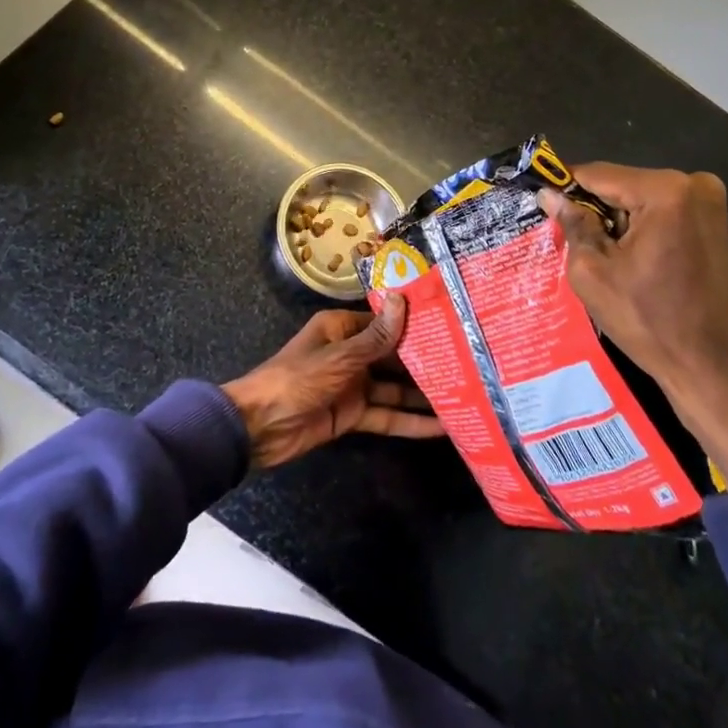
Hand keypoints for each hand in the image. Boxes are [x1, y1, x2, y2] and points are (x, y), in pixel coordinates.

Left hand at [220, 293, 445, 470]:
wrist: (259, 428)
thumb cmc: (297, 380)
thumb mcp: (340, 357)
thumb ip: (377, 337)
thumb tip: (403, 299)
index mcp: (341, 328)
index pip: (384, 321)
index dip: (414, 323)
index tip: (449, 324)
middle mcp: (350, 352)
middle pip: (393, 355)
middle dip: (425, 360)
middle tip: (468, 363)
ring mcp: (353, 385)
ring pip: (394, 388)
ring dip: (423, 394)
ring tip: (465, 395)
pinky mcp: (352, 415)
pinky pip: (386, 416)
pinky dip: (410, 422)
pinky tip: (441, 427)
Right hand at [538, 166, 727, 489]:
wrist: (712, 369)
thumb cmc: (649, 321)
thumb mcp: (593, 272)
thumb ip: (572, 224)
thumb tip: (549, 195)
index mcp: (664, 191)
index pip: (596, 174)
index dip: (564, 188)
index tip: (540, 204)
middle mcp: (693, 184)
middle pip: (620, 183)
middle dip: (593, 208)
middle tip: (572, 242)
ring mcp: (709, 202)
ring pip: (638, 197)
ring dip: (616, 219)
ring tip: (602, 257)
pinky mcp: (714, 222)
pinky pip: (660, 211)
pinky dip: (639, 227)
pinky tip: (630, 260)